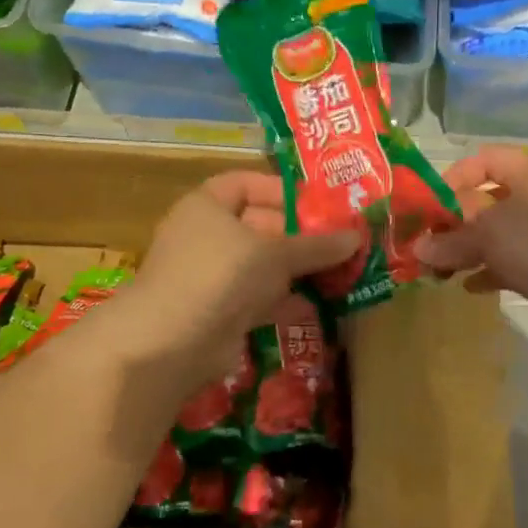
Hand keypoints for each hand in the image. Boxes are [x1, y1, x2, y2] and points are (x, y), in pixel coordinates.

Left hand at [116, 171, 358, 395]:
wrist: (172, 343)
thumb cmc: (222, 275)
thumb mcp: (276, 254)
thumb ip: (317, 246)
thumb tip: (356, 237)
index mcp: (207, 206)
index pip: (245, 184)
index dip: (280, 190)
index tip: (316, 204)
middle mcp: (205, 236)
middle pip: (258, 226)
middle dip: (298, 235)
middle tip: (338, 241)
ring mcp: (210, 277)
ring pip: (260, 266)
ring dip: (295, 270)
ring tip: (338, 271)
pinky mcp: (219, 312)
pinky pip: (258, 298)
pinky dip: (284, 300)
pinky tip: (318, 304)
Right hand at [415, 147, 527, 348]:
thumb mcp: (489, 232)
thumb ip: (451, 238)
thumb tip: (419, 248)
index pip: (486, 159)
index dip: (455, 176)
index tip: (429, 205)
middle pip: (489, 201)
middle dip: (455, 221)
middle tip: (427, 243)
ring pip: (499, 236)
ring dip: (469, 250)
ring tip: (439, 269)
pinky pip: (512, 265)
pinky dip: (489, 272)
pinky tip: (469, 286)